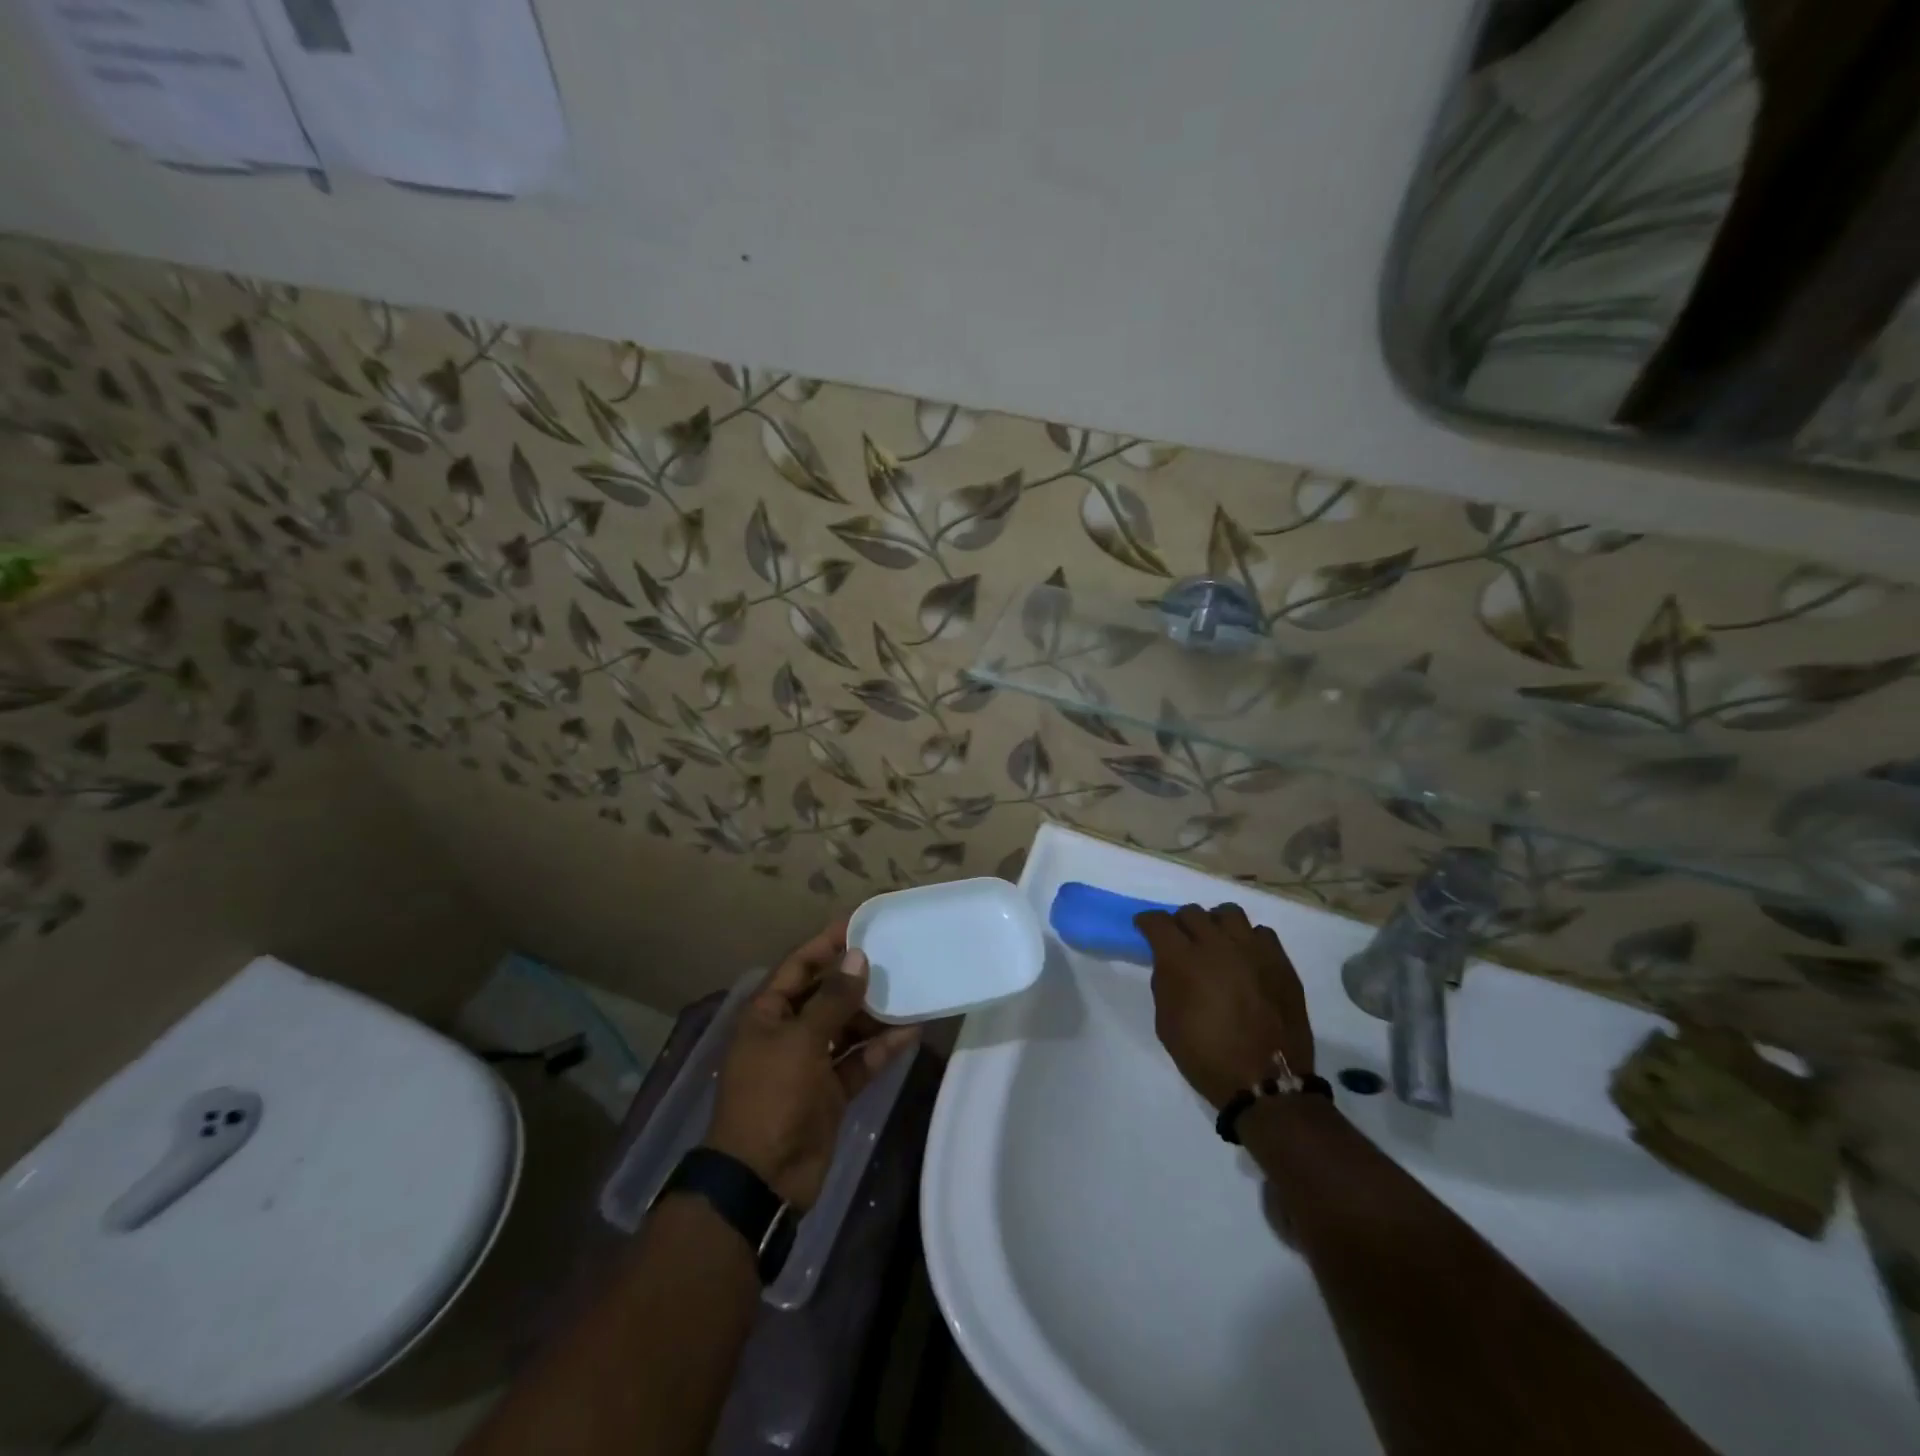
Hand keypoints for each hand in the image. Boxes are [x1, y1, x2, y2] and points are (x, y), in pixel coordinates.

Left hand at [706, 920, 919, 1209]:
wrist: (763, 1179)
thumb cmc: (772, 1096)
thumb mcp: (801, 1041)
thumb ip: (833, 1000)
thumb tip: (858, 957)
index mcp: (768, 1014)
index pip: (799, 966)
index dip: (826, 943)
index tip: (860, 924)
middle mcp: (789, 1032)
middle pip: (827, 995)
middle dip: (857, 978)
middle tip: (895, 955)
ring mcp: (811, 1063)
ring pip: (848, 1027)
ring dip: (875, 1013)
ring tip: (910, 990)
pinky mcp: (832, 1091)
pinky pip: (860, 1060)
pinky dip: (882, 1048)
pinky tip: (912, 1031)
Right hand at [1135, 903, 1313, 1109]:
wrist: (1266, 1082)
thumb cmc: (1207, 1057)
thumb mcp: (1166, 1023)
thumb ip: (1165, 984)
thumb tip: (1170, 965)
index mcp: (1183, 960)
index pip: (1158, 921)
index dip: (1147, 922)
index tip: (1144, 928)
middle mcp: (1217, 945)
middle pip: (1192, 912)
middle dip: (1180, 924)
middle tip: (1180, 942)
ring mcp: (1252, 950)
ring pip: (1228, 913)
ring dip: (1215, 923)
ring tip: (1215, 942)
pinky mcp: (1280, 961)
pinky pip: (1261, 933)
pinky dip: (1248, 940)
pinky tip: (1245, 958)